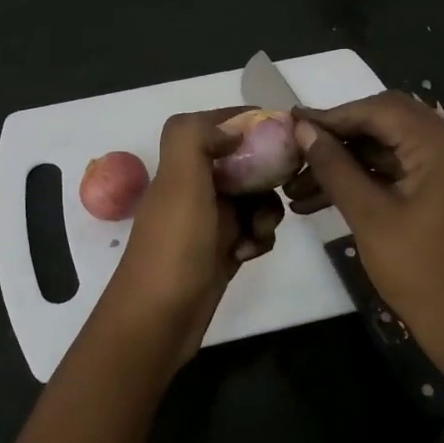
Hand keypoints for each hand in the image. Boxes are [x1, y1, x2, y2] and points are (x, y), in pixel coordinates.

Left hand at [107, 108, 283, 362]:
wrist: (159, 320)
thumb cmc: (173, 247)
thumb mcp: (179, 182)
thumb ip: (194, 138)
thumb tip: (232, 127)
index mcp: (181, 166)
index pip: (218, 126)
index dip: (248, 123)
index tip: (284, 131)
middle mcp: (195, 188)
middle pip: (244, 162)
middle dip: (267, 174)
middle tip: (283, 186)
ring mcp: (209, 221)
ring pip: (254, 198)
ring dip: (265, 211)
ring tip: (257, 232)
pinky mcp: (222, 250)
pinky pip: (253, 231)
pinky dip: (258, 238)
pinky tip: (249, 254)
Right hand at [287, 91, 443, 383]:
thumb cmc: (422, 273)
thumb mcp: (370, 217)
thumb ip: (335, 167)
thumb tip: (302, 130)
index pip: (381, 109)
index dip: (333, 115)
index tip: (291, 124)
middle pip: (386, 123)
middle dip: (338, 137)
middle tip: (295, 151)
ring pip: (390, 149)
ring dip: (347, 162)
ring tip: (298, 186)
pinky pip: (401, 172)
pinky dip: (366, 180)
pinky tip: (324, 199)